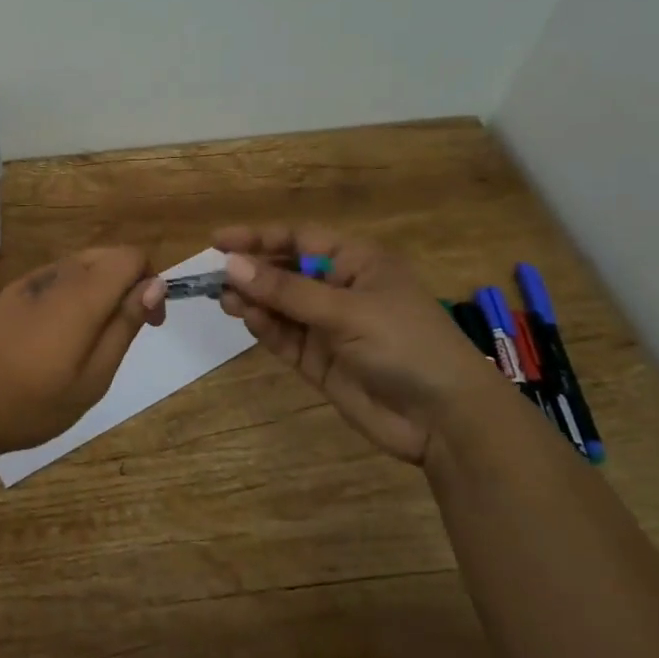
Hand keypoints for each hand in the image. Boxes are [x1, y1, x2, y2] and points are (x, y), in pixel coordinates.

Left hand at [0, 247, 165, 458]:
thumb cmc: (34, 401)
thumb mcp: (94, 377)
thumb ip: (125, 325)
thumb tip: (155, 285)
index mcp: (83, 294)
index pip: (131, 256)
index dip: (150, 282)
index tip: (150, 323)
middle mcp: (58, 275)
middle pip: (107, 256)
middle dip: (128, 283)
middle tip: (126, 332)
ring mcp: (31, 281)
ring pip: (81, 266)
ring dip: (100, 288)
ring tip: (93, 339)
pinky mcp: (12, 293)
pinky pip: (56, 279)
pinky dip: (73, 294)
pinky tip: (60, 335)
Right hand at [213, 225, 508, 463]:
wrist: (445, 420)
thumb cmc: (405, 344)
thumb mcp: (346, 310)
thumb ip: (287, 290)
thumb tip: (231, 265)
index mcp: (357, 262)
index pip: (299, 240)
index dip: (258, 237)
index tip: (217, 240)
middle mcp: (339, 289)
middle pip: (285, 271)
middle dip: (251, 271)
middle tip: (213, 276)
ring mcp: (328, 326)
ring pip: (280, 305)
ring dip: (253, 300)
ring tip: (224, 299)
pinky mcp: (319, 360)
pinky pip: (284, 336)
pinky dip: (265, 327)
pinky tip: (248, 319)